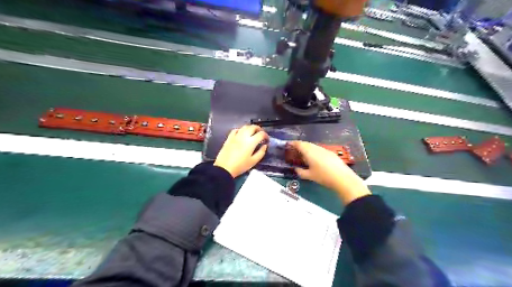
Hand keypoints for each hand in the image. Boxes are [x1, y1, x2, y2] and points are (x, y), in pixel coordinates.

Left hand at [213, 125, 267, 177]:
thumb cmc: (240, 166)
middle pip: (253, 127)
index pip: (261, 134)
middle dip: (259, 129)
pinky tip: (242, 134)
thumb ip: (261, 152)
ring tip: (253, 133)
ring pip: (245, 127)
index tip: (267, 140)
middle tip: (261, 134)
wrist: (224, 168)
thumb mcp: (253, 161)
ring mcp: (236, 136)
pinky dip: (241, 130)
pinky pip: (236, 130)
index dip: (266, 136)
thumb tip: (265, 145)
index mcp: (251, 142)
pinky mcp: (229, 138)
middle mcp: (244, 136)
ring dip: (251, 128)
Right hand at [290, 140, 369, 203]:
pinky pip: (319, 149)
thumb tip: (296, 169)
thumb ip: (300, 172)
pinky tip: (314, 158)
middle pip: (306, 144)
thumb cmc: (323, 176)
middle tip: (294, 150)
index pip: (299, 144)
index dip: (292, 143)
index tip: (287, 144)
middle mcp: (316, 148)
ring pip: (313, 146)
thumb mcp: (309, 176)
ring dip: (307, 148)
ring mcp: (324, 149)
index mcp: (309, 152)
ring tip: (303, 154)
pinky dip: (313, 151)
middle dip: (299, 145)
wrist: (342, 178)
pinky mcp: (330, 153)